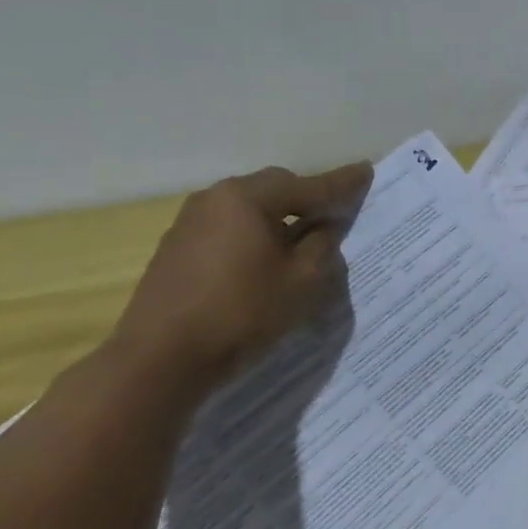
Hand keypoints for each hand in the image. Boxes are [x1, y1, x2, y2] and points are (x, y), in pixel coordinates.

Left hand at [110, 161, 374, 381]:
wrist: (161, 357)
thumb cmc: (243, 312)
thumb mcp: (303, 280)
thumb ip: (322, 244)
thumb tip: (324, 226)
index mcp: (249, 198)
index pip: (309, 186)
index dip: (342, 183)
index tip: (366, 171)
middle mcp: (216, 198)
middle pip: (275, 187)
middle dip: (307, 197)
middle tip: (334, 215)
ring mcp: (191, 221)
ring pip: (249, 206)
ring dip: (279, 216)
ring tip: (301, 239)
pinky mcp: (177, 246)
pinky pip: (229, 225)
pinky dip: (254, 232)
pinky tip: (264, 258)